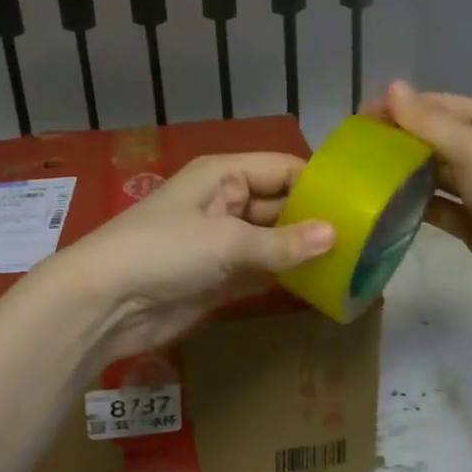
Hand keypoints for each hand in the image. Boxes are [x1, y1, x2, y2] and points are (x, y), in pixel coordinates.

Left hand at [46, 153, 334, 361]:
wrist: (104, 304)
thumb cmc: (164, 252)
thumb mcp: (226, 240)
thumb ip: (282, 242)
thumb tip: (336, 236)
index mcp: (224, 175)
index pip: (283, 168)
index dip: (319, 183)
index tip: (362, 203)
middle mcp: (226, 202)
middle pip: (281, 205)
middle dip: (317, 222)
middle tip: (368, 241)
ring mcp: (222, 242)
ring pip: (274, 242)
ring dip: (304, 253)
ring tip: (354, 266)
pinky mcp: (218, 279)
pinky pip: (261, 272)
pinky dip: (286, 279)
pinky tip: (321, 289)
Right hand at [361, 82, 471, 314]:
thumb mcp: (470, 147)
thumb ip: (427, 121)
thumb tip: (392, 86)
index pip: (437, 105)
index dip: (400, 108)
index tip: (360, 117)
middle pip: (432, 138)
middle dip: (397, 140)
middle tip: (354, 148)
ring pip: (431, 173)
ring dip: (401, 173)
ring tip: (360, 175)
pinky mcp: (469, 220)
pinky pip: (434, 206)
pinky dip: (412, 204)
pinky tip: (381, 206)